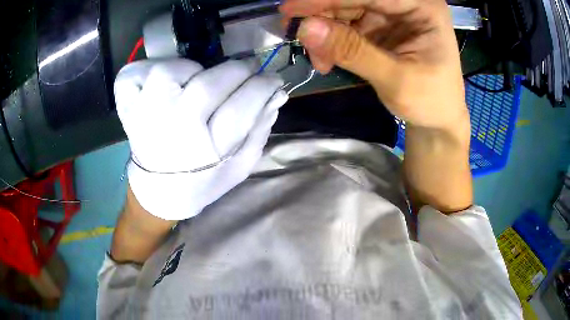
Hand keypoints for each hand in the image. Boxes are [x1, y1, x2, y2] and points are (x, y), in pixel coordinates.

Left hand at [114, 59, 287, 219]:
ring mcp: (143, 114)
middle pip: (208, 84)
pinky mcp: (127, 107)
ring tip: (200, 80)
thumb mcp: (239, 167)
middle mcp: (171, 129)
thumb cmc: (201, 182)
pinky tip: (161, 82)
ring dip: (193, 68)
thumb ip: (260, 130)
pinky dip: (147, 69)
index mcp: (203, 152)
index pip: (242, 106)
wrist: (157, 191)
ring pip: (170, 71)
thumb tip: (276, 95)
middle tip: (248, 71)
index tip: (273, 80)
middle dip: (239, 70)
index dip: (263, 86)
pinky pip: (133, 74)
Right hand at [280, 0, 468, 130]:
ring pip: (345, 10)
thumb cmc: (430, 102)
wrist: (437, 121)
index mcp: (422, 7)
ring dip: (324, 31)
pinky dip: (331, 41)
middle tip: (294, 33)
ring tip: (318, 60)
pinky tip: (326, 59)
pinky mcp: (379, 28)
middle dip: (322, 14)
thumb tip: (306, 28)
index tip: (290, 9)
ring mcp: (391, 15)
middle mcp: (406, 4)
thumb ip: (353, 51)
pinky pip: (346, 26)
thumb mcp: (396, 79)